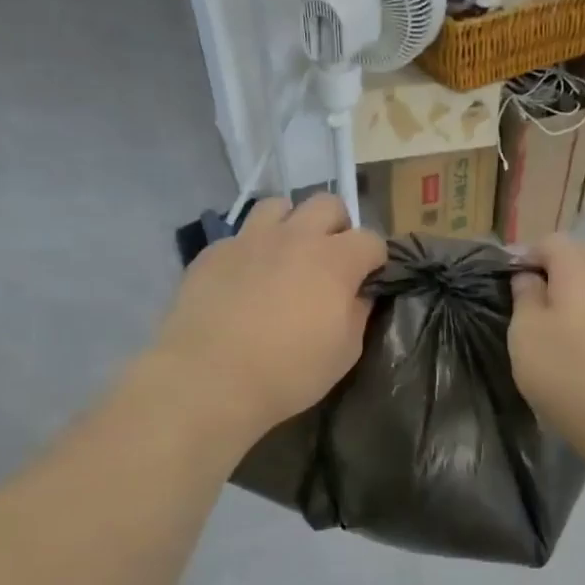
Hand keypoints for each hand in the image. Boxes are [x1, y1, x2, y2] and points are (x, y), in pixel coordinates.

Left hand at [152, 195, 384, 449]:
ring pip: (279, 206)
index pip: (371, 240)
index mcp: (335, 260)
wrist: (209, 379)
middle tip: (331, 260)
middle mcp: (295, 237)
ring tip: (286, 256)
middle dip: (337, 227)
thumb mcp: (345, 351)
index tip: (369, 280)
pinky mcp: (213, 252)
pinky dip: (252, 250)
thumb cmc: (289, 372)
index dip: (375, 260)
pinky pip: (240, 235)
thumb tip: (359, 294)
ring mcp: (250, 239)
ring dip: (291, 225)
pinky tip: (246, 280)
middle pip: (327, 204)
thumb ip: (358, 312)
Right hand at [508, 235, 584, 463]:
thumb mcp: (526, 336)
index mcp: (580, 268)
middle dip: (558, 266)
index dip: (527, 255)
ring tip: (564, 321)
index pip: (551, 241)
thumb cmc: (569, 375)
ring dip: (583, 289)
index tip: (511, 281)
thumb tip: (530, 277)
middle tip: (537, 299)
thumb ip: (525, 298)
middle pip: (584, 254)